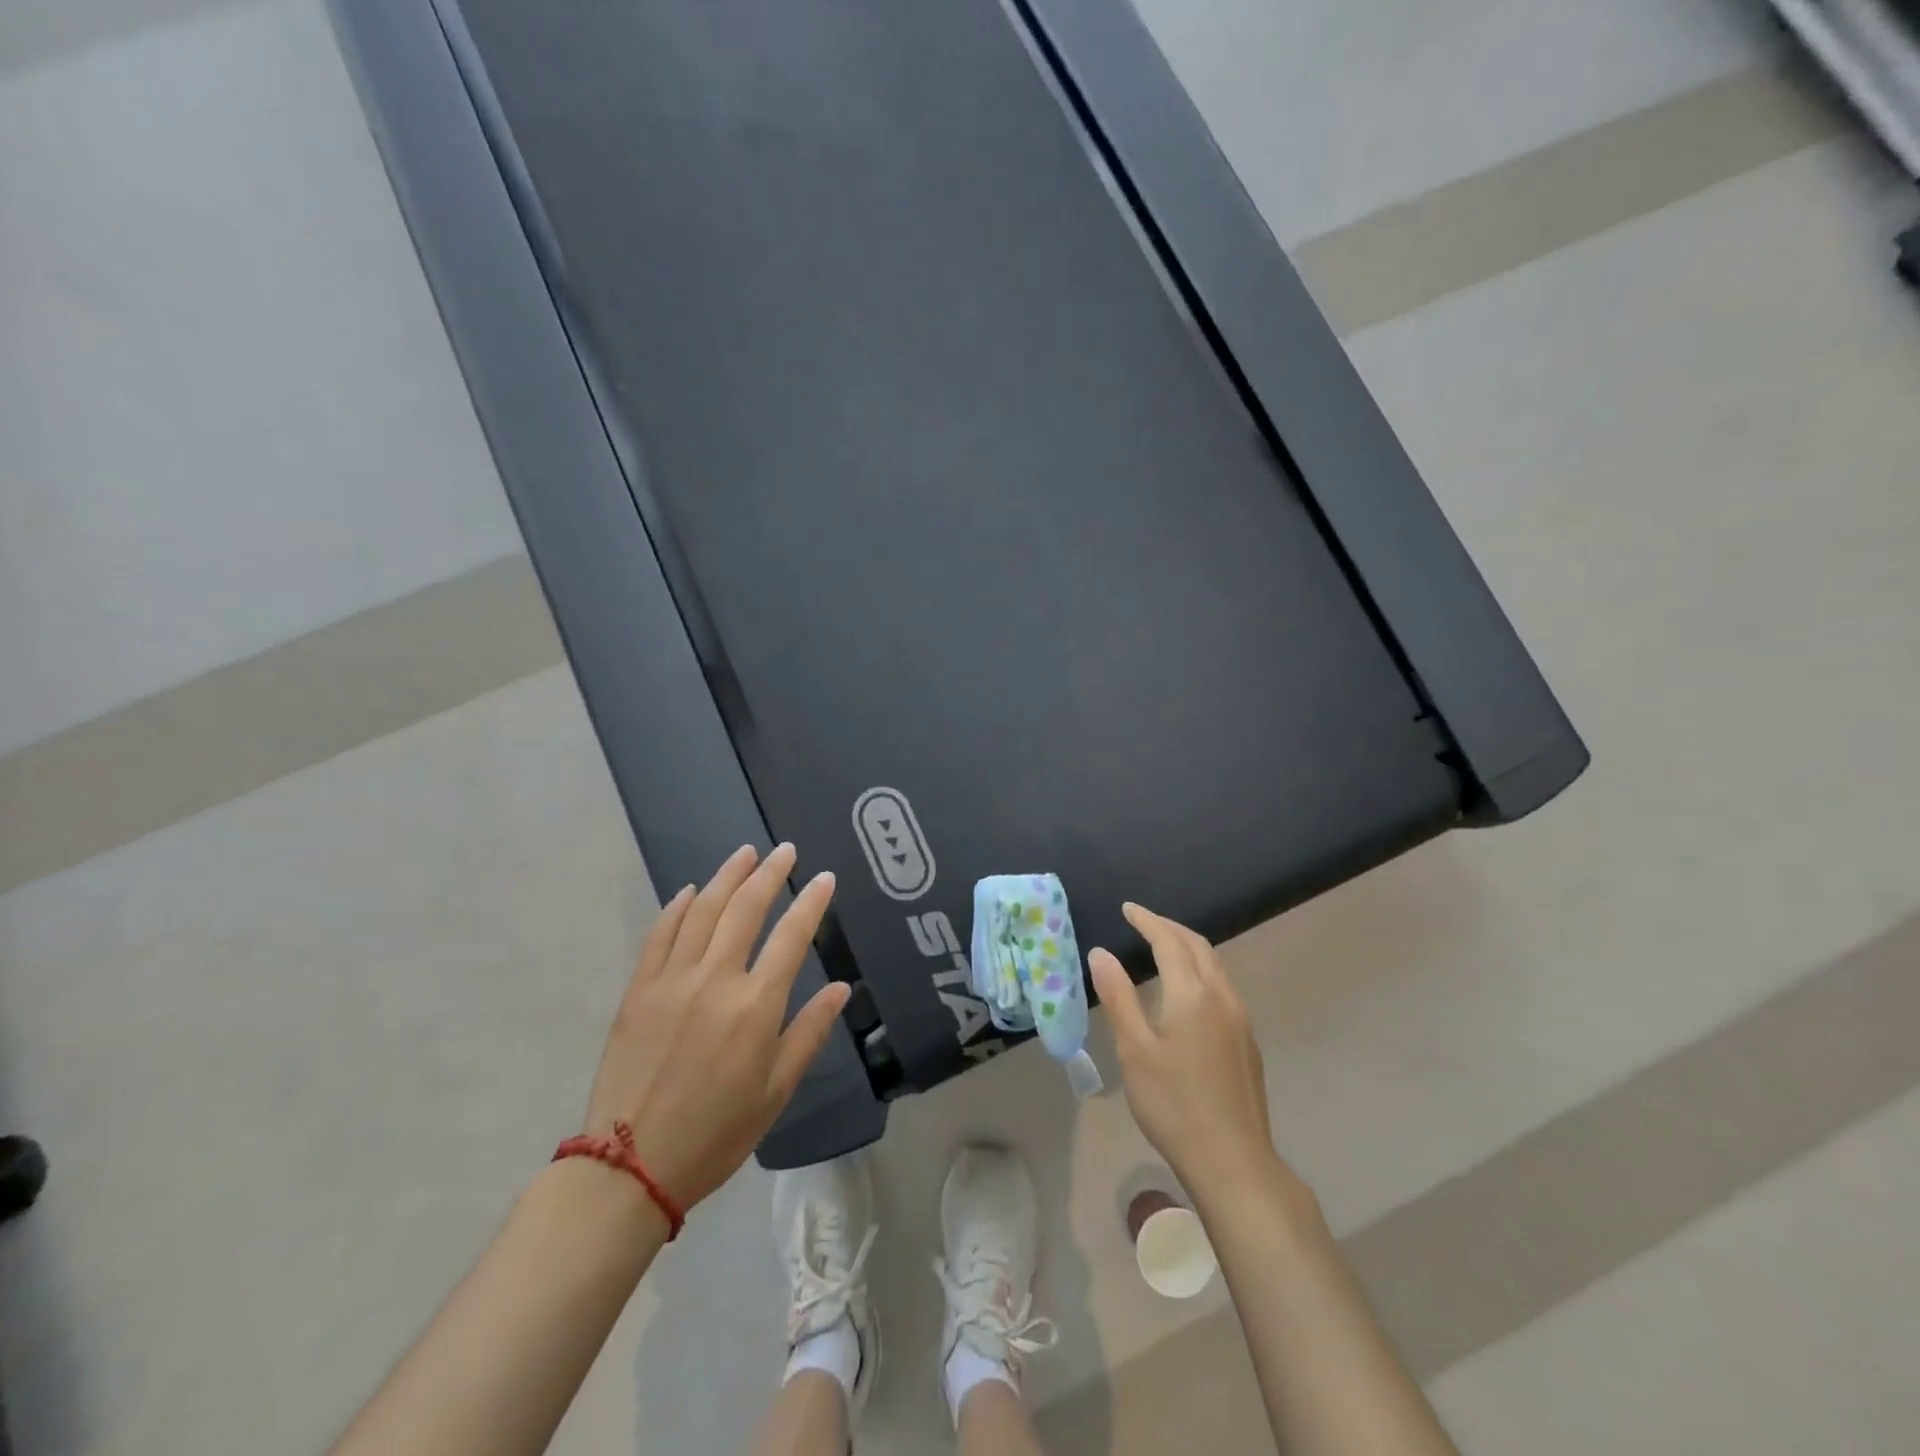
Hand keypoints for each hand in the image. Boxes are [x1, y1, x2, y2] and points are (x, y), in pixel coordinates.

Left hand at [583, 843, 849, 1211]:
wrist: (629, 1166)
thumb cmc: (716, 1132)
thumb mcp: (776, 1091)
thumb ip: (809, 1032)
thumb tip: (840, 988)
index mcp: (756, 1005)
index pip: (792, 935)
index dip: (812, 902)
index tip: (824, 877)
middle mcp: (716, 979)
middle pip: (746, 909)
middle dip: (770, 873)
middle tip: (785, 849)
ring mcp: (672, 980)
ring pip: (703, 911)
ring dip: (727, 877)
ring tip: (745, 853)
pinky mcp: (639, 990)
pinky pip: (660, 934)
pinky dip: (678, 907)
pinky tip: (691, 891)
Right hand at [1089, 904, 1288, 1203]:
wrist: (1232, 1160)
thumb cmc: (1173, 1104)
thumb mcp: (1134, 1050)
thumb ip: (1118, 997)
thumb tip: (1101, 953)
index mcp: (1192, 995)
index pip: (1169, 941)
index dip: (1147, 920)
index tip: (1127, 909)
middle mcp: (1222, 997)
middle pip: (1198, 946)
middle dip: (1169, 928)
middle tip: (1143, 921)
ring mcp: (1240, 1019)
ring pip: (1215, 966)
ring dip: (1188, 947)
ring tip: (1163, 947)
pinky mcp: (1247, 1041)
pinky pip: (1223, 986)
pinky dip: (1201, 970)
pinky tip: (1187, 990)